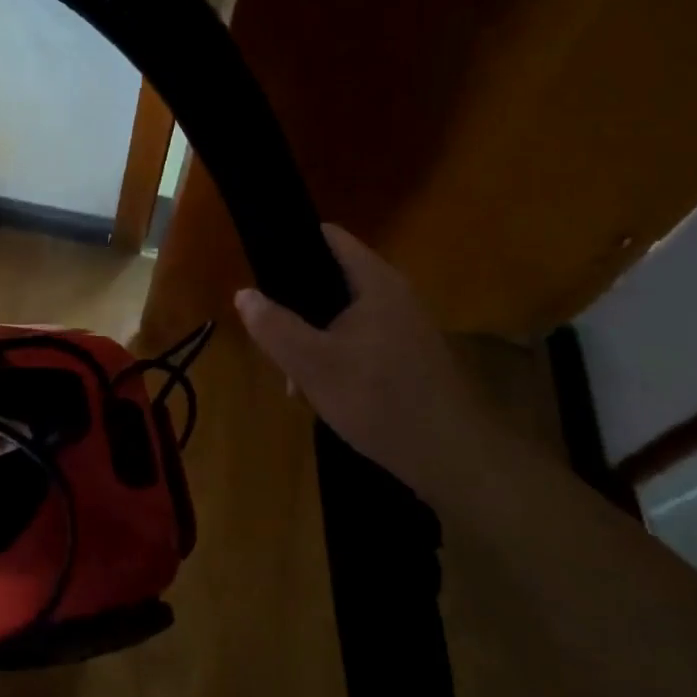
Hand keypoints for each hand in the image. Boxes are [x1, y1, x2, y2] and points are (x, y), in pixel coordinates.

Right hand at [234, 225, 491, 496]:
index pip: (330, 237)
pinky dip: (338, 357)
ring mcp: (407, 327)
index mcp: (376, 282)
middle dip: (297, 306)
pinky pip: (363, 341)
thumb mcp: (312, 364)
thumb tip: (244, 293)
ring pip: (345, 317)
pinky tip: (325, 393)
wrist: (453, 459)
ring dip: (314, 339)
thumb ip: (274, 325)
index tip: (261, 268)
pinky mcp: (412, 357)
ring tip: (294, 378)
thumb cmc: (379, 400)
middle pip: (332, 280)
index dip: (292, 244)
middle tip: (271, 335)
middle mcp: (396, 295)